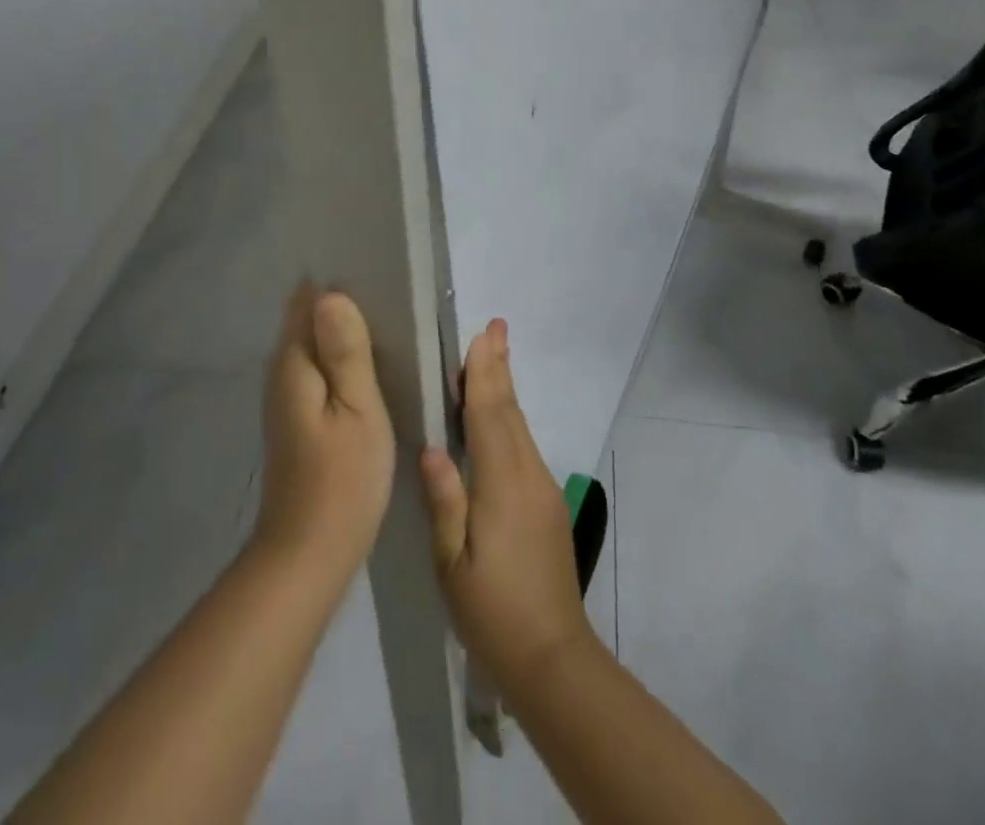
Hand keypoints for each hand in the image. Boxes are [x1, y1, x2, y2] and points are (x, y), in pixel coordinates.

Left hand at [252, 285, 395, 582]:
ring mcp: (286, 396)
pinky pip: (317, 368)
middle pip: (308, 318)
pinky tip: (369, 363)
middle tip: (391, 291)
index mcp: (294, 361)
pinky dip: (339, 358)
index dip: (336, 281)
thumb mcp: (358, 410)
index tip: (374, 268)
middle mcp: (281, 371)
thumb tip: (333, 293)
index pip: (306, 298)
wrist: (308, 555)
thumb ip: (346, 351)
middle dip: (341, 302)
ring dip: (342, 331)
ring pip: (313, 343)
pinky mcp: (297, 418)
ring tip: (388, 318)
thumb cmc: (343, 479)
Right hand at [419, 320, 592, 701]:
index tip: (484, 334)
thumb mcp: (453, 564)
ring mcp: (542, 488)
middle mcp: (528, 475)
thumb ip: (445, 501)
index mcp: (502, 484)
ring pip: (519, 425)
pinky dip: (508, 417)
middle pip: (509, 410)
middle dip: (499, 367)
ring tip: (493, 355)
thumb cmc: (493, 612)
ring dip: (504, 388)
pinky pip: (523, 445)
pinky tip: (497, 414)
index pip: (490, 415)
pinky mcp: (547, 502)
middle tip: (494, 326)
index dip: (485, 373)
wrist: (553, 658)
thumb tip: (431, 447)